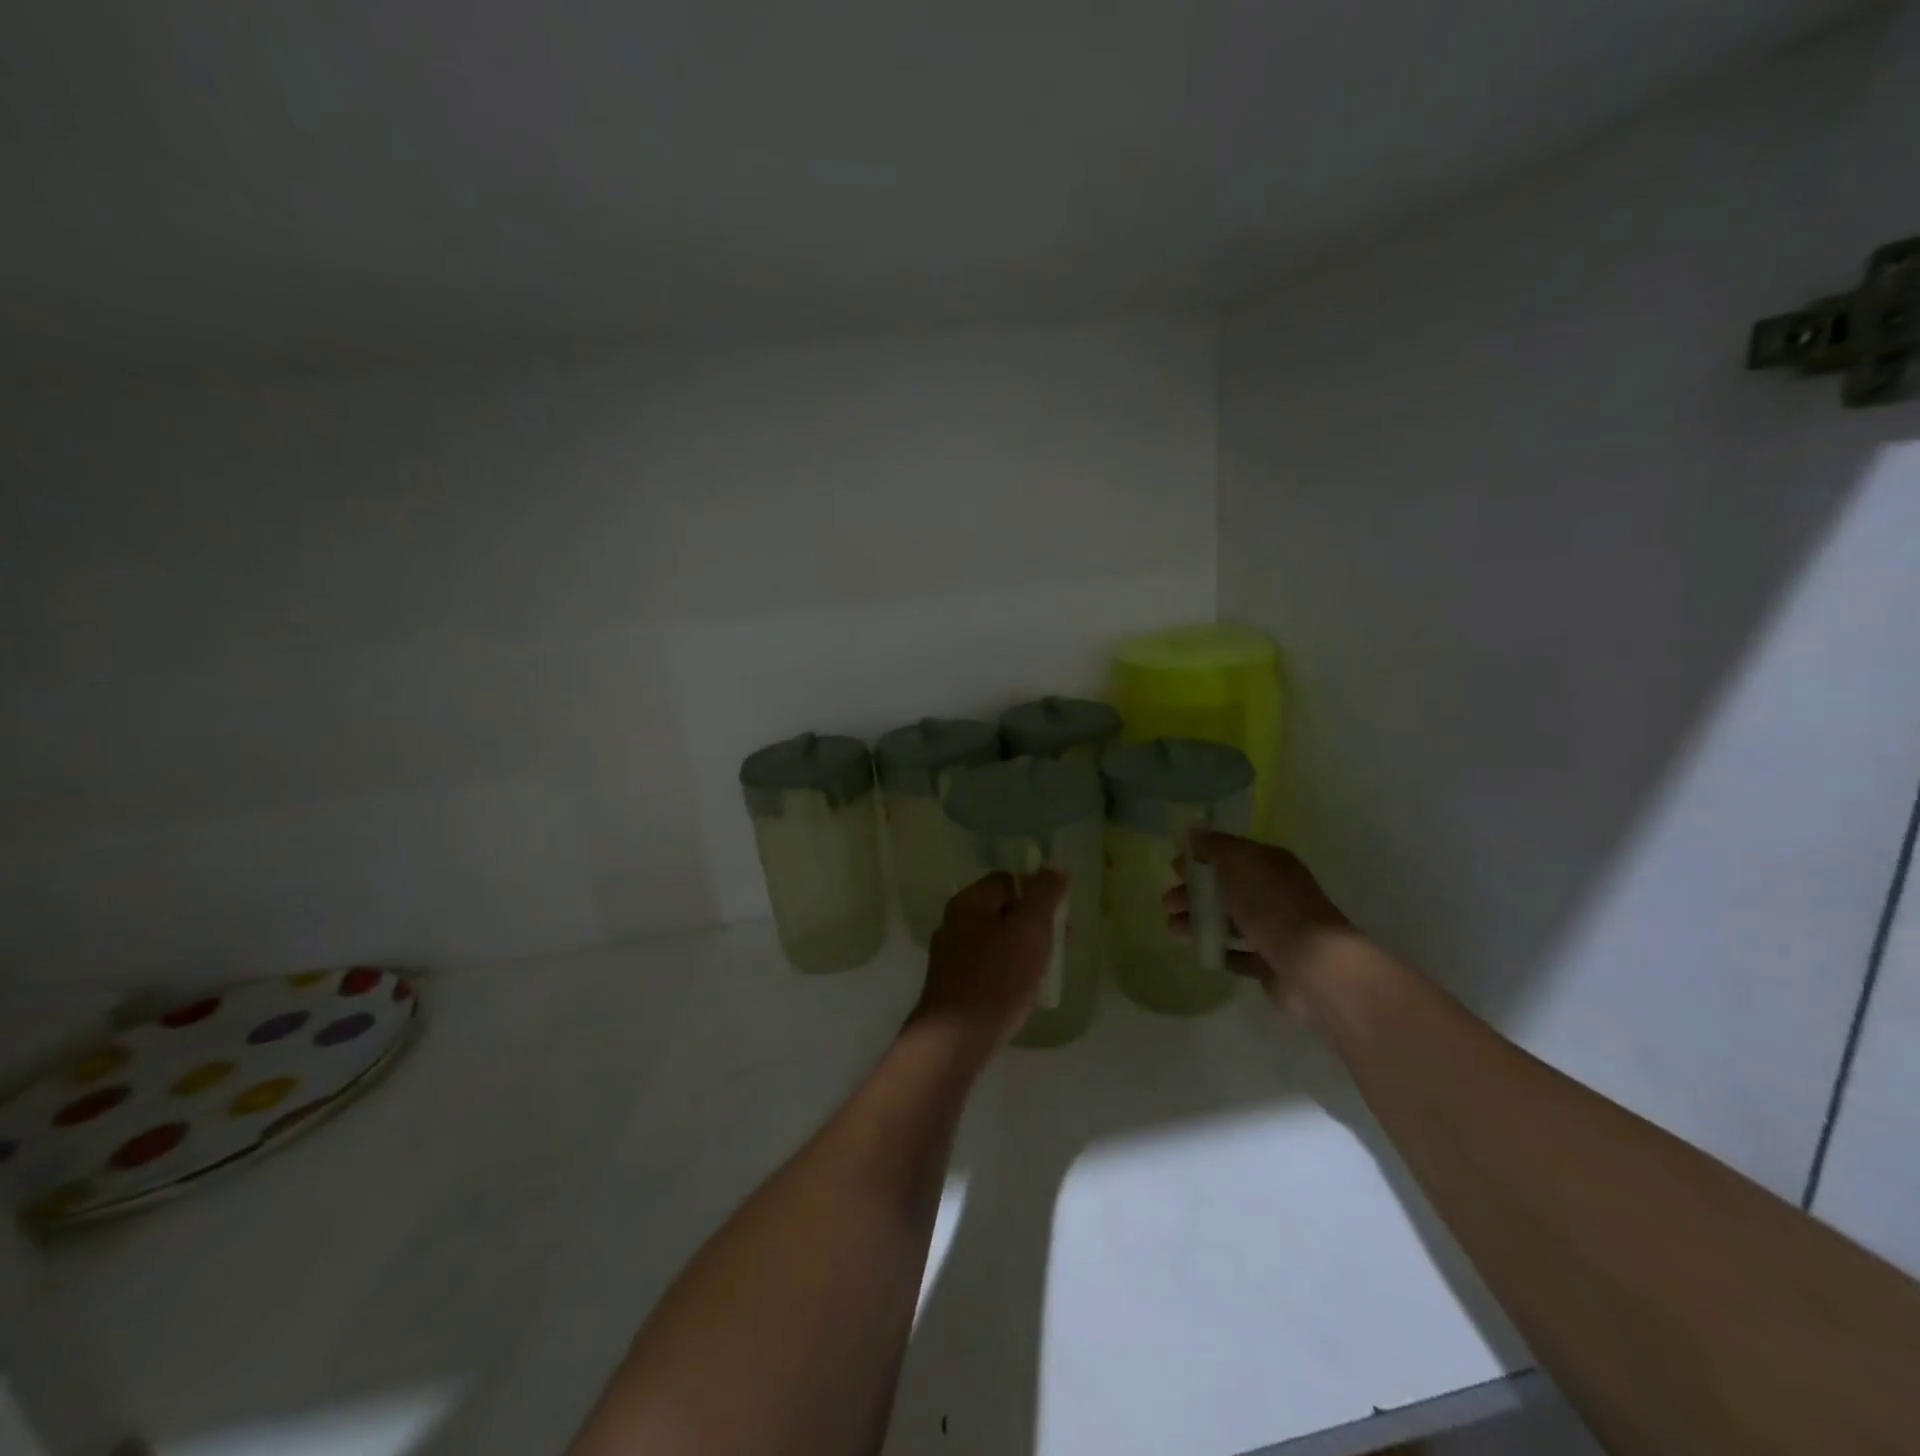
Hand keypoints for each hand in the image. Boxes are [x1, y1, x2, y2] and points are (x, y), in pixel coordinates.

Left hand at [912, 869, 1069, 1055]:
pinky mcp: (950, 983)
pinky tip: (1018, 992)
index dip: (1036, 894)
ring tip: (1042, 972)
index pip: (1008, 880)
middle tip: (1057, 947)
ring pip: (993, 939)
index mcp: (969, 901)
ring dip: (1020, 949)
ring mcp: (948, 953)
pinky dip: (1004, 971)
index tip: (1058, 919)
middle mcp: (953, 920)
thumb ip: (1044, 894)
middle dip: (1032, 924)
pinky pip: (984, 965)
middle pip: (1000, 909)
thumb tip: (1054, 866)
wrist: (954, 1039)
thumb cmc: (998, 978)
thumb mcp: (1030, 930)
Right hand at [1164, 831, 1352, 1022]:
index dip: (1201, 857)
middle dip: (1193, 893)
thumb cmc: (1273, 906)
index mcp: (1270, 865)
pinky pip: (1239, 954)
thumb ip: (1215, 846)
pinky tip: (1201, 951)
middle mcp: (1274, 893)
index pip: (1231, 854)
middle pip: (1226, 888)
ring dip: (1199, 921)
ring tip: (1173, 929)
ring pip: (1228, 921)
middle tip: (1167, 902)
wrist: (1314, 966)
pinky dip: (1220, 950)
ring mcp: (1274, 930)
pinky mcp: (1271, 963)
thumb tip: (1194, 830)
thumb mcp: (1241, 864)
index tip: (1173, 866)